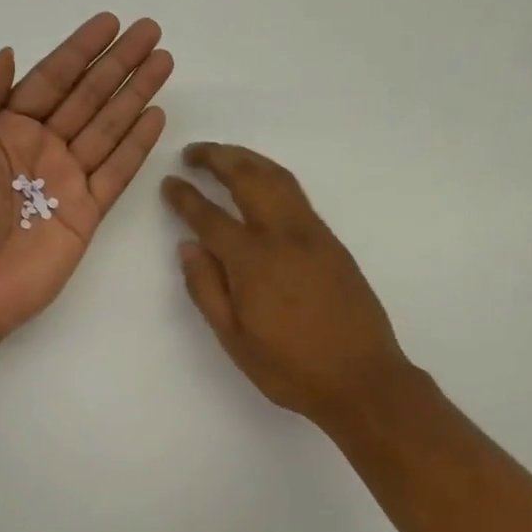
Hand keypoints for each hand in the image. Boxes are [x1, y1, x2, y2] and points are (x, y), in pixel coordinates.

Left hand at [0, 14, 172, 343]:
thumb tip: (10, 54)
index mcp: (5, 128)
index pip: (51, 79)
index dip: (81, 50)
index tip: (111, 23)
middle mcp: (41, 147)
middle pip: (88, 96)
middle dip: (119, 64)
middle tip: (151, 32)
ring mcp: (67, 179)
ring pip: (109, 127)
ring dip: (136, 95)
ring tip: (164, 63)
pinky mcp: (88, 211)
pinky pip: (117, 171)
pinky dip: (137, 145)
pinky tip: (156, 116)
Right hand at [163, 143, 412, 430]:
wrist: (363, 379)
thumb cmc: (291, 368)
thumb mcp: (234, 340)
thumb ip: (207, 289)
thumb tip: (187, 246)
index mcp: (253, 262)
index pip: (210, 216)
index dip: (186, 197)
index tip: (169, 182)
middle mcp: (284, 236)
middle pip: (248, 179)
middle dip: (218, 158)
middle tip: (193, 152)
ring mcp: (313, 235)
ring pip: (278, 178)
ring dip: (248, 159)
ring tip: (225, 155)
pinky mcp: (332, 242)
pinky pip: (296, 195)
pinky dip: (272, 176)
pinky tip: (262, 184)